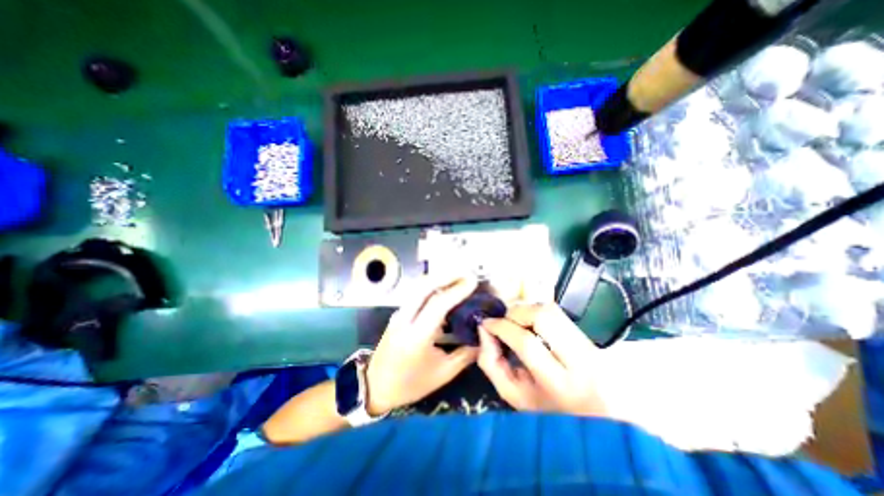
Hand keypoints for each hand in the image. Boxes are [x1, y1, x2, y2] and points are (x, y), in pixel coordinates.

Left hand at [362, 275, 480, 414]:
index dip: (457, 290)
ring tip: (457, 276)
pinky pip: (415, 293)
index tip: (473, 281)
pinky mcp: (398, 313)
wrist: (375, 386)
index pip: (438, 304)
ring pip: (418, 287)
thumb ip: (465, 354)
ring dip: (438, 278)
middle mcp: (404, 319)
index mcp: (416, 337)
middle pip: (424, 286)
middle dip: (446, 275)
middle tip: (466, 272)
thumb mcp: (442, 373)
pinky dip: (431, 285)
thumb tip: (482, 336)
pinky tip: (443, 287)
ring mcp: (399, 314)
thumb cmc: (411, 384)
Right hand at [477, 305, 608, 416]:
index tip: (486, 324)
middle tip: (504, 322)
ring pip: (551, 309)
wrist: (596, 417)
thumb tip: (484, 330)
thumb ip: (491, 364)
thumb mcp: (514, 395)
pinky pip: (558, 311)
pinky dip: (537, 311)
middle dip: (515, 313)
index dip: (501, 327)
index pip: (527, 342)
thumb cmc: (548, 411)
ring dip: (526, 310)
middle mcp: (581, 360)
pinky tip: (531, 324)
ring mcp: (589, 345)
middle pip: (542, 316)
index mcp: (560, 385)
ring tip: (516, 323)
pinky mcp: (589, 335)